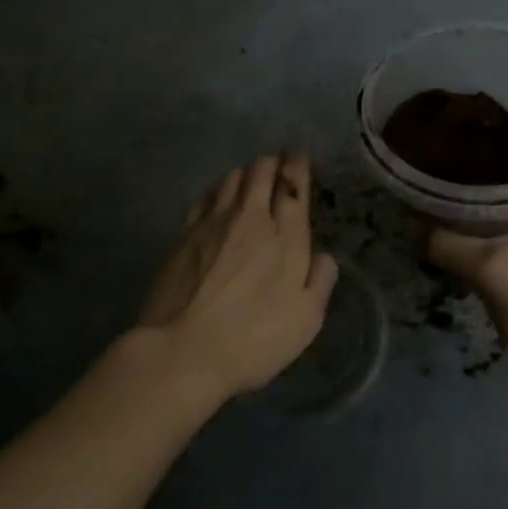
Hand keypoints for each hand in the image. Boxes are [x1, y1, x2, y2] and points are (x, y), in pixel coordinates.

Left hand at [134, 153, 339, 401]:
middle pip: (261, 172)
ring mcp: (213, 222)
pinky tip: (217, 197)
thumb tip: (323, 256)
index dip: (297, 167)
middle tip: (277, 164)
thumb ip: (320, 281)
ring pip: (231, 178)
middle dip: (272, 163)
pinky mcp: (184, 233)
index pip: (294, 186)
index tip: (298, 158)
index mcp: (287, 236)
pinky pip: (205, 196)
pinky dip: (217, 189)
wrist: (184, 350)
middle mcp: (251, 218)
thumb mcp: (306, 319)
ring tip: (249, 179)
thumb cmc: (254, 339)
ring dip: (245, 173)